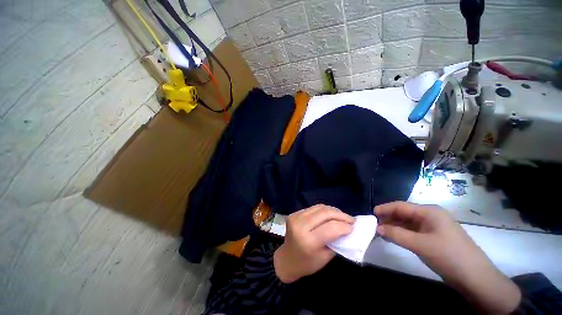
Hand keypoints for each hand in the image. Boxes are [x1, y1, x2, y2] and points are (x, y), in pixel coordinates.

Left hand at [274, 204, 353, 283]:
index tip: (354, 227)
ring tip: (343, 216)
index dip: (344, 225)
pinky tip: (331, 215)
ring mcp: (296, 217)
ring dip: (333, 211)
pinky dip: (324, 210)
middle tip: (351, 219)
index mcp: (308, 241)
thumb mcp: (325, 257)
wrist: (286, 259)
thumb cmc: (307, 263)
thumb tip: (348, 229)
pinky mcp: (294, 213)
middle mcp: (300, 225)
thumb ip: (337, 242)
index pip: (331, 228)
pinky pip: (313, 208)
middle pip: (325, 213)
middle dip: (341, 215)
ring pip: (320, 207)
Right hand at [375, 201, 520, 313]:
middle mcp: (431, 216)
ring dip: (395, 226)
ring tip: (381, 232)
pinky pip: (414, 232)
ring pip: (408, 223)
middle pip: (404, 213)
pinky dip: (403, 234)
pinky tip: (394, 238)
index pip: (401, 206)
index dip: (385, 208)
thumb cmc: (448, 255)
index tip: (372, 213)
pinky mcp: (435, 238)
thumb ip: (396, 234)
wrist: (475, 278)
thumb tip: (377, 228)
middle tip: (375, 224)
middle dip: (389, 218)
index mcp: (429, 212)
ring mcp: (434, 227)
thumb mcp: (419, 244)